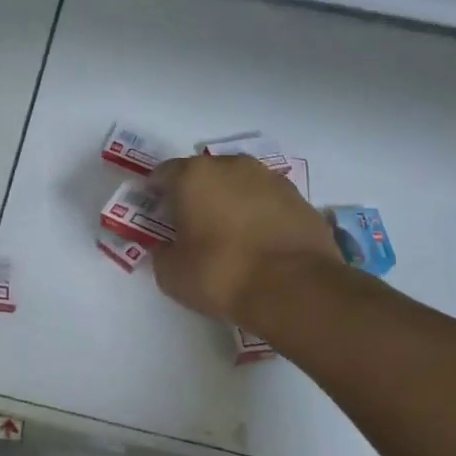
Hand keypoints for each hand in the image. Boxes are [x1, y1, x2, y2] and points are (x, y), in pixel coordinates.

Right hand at [151, 156, 348, 325]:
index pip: (164, 173)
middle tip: (191, 223)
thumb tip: (167, 248)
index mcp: (194, 176)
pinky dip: (259, 214)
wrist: (295, 289)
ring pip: (239, 184)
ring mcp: (271, 179)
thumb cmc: (221, 274)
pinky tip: (258, 242)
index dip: (156, 192)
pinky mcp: (300, 199)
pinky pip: (268, 202)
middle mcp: (233, 166)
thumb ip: (162, 253)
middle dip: (195, 194)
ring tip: (228, 233)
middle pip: (204, 174)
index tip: (155, 212)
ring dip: (230, 201)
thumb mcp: (172, 273)